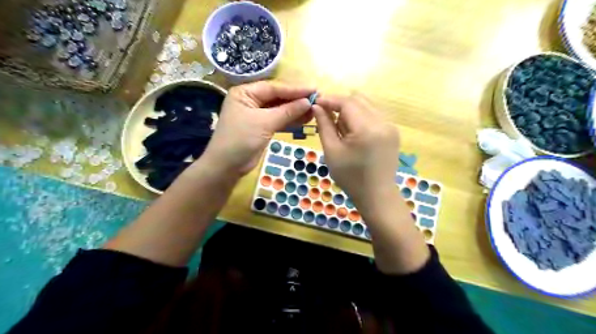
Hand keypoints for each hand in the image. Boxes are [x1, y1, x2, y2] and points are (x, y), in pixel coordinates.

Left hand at [201, 82, 313, 175]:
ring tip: (314, 111)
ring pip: (279, 109)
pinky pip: (278, 120)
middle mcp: (250, 100)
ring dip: (296, 111)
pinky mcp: (261, 127)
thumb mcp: (265, 122)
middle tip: (317, 100)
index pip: (274, 88)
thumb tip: (308, 102)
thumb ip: (287, 111)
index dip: (295, 89)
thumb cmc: (241, 139)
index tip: (314, 90)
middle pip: (278, 97)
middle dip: (296, 100)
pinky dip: (290, 121)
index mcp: (245, 92)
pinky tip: (305, 119)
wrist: (227, 166)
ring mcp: (256, 114)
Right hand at [313, 95, 399, 211]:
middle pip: (358, 100)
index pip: (347, 102)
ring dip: (350, 110)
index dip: (330, 99)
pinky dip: (360, 117)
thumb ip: (324, 125)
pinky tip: (353, 132)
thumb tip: (317, 106)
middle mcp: (383, 122)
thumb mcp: (332, 151)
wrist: (376, 195)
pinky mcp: (393, 131)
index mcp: (367, 129)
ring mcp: (391, 126)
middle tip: (326, 116)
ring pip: (367, 105)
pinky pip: (374, 115)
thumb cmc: (350, 177)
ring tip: (339, 127)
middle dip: (340, 104)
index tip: (315, 103)